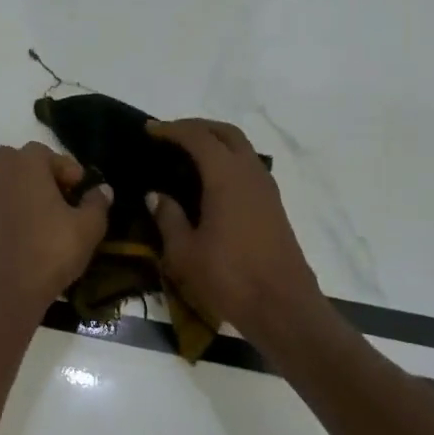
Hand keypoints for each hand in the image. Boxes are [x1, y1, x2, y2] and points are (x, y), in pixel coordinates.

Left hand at [0, 143, 111, 320]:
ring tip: (42, 210)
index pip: (51, 155)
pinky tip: (23, 224)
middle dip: (43, 173)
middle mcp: (0, 170)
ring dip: (22, 185)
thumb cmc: (51, 251)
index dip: (70, 172)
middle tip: (63, 199)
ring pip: (5, 176)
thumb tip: (103, 189)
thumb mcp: (88, 227)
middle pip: (23, 160)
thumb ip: (97, 203)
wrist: (8, 290)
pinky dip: (6, 201)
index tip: (81, 192)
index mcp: (27, 163)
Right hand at [146, 119, 328, 344]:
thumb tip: (156, 195)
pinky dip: (227, 161)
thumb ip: (168, 218)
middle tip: (170, 135)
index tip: (150, 130)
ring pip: (241, 149)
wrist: (283, 307)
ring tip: (187, 156)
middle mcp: (250, 174)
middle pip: (226, 133)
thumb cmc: (229, 278)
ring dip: (215, 143)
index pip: (198, 137)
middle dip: (198, 127)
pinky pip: (248, 168)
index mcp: (226, 177)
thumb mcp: (185, 252)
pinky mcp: (273, 207)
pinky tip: (209, 182)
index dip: (172, 129)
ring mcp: (266, 190)